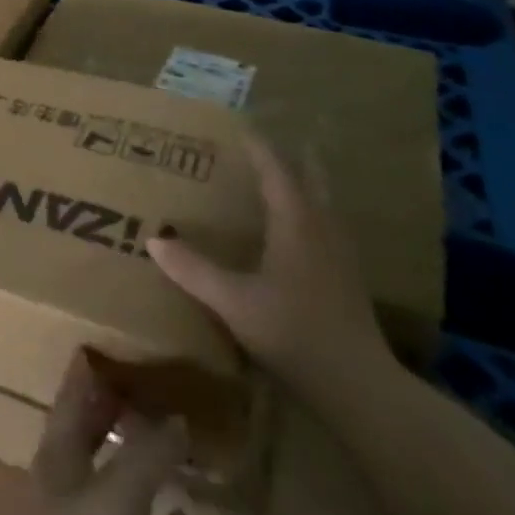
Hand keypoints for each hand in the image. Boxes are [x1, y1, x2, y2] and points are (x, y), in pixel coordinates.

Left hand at [2, 352, 193, 514]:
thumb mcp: (118, 493)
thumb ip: (147, 452)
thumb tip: (178, 417)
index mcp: (57, 456)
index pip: (70, 397)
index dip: (84, 371)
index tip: (105, 344)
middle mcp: (68, 487)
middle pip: (92, 438)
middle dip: (115, 413)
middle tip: (150, 386)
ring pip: (117, 486)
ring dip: (141, 466)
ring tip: (174, 442)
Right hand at [148, 134, 390, 406]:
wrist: (361, 389)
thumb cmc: (295, 333)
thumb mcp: (233, 302)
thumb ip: (193, 270)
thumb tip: (154, 240)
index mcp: (296, 223)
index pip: (275, 169)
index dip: (257, 146)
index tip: (237, 124)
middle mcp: (322, 229)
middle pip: (311, 178)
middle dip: (292, 156)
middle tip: (267, 143)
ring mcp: (340, 255)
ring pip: (323, 203)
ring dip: (304, 183)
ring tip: (281, 177)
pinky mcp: (346, 279)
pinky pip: (326, 226)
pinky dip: (309, 211)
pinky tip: (297, 230)